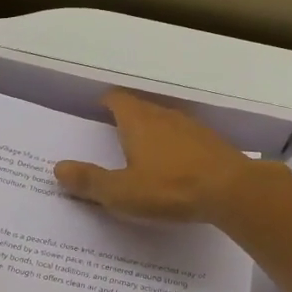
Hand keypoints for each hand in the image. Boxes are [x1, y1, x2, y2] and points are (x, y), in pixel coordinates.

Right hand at [53, 90, 255, 221]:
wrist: (234, 191)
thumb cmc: (171, 188)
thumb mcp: (122, 192)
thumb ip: (90, 181)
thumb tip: (58, 168)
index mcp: (138, 122)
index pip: (117, 99)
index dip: (105, 103)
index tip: (96, 112)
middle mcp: (165, 117)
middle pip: (141, 108)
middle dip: (127, 119)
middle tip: (113, 137)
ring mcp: (192, 128)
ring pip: (165, 122)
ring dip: (153, 133)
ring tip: (142, 153)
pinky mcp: (213, 144)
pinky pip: (185, 139)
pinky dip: (175, 148)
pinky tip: (175, 168)